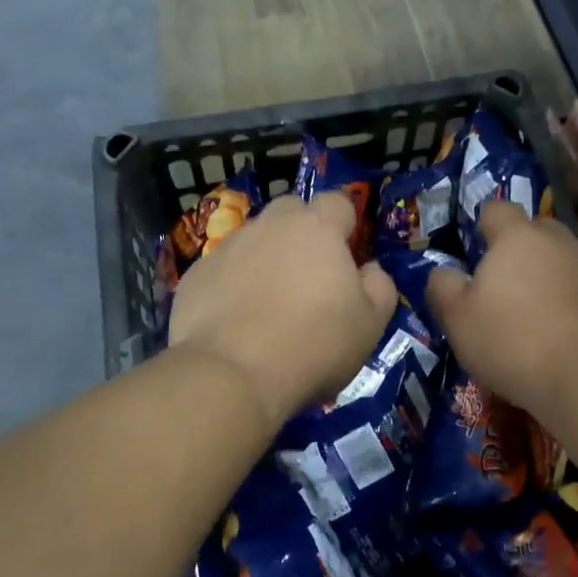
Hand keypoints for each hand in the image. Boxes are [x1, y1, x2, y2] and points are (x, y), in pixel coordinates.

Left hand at [169, 190, 397, 429]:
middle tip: (309, 275)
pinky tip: (235, 319)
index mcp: (318, 229)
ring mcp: (229, 247)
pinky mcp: (197, 274)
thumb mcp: (370, 324)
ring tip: (268, 301)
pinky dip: (232, 283)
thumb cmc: (312, 345)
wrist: (230, 375)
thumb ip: (380, 286)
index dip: (346, 223)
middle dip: (302, 231)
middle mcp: (271, 226)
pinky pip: (223, 267)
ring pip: (255, 238)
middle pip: (292, 210)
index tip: (348, 254)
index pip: (338, 201)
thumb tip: (370, 268)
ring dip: (266, 257)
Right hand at [426, 200, 577, 422]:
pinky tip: (574, 335)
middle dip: (524, 249)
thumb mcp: (458, 320)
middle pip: (538, 231)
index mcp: (518, 237)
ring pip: (569, 260)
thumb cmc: (513, 342)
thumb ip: (444, 288)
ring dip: (555, 276)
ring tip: (543, 312)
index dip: (485, 223)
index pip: (497, 209)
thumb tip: (443, 272)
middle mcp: (561, 241)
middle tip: (509, 285)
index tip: (479, 247)